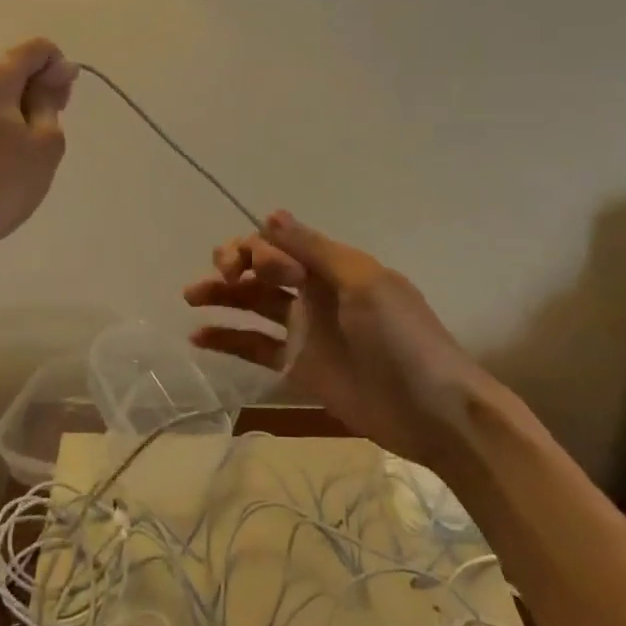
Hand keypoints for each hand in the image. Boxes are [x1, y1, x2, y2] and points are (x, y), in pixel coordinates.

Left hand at [0, 38, 76, 267]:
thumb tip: (58, 71)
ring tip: (13, 151)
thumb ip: (51, 98)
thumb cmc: (1, 186)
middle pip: (7, 67)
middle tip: (44, 132)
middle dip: (31, 89)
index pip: (37, 48)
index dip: (58, 69)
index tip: (62, 104)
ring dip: (5, 108)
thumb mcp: (45, 143)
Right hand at [184, 211, 490, 466]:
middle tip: (217, 279)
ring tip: (190, 298)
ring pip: (253, 304)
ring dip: (222, 296)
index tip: (246, 267)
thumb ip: (314, 250)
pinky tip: (199, 337)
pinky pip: (256, 346)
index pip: (280, 243)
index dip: (255, 248)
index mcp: (332, 266)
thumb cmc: (402, 337)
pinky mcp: (299, 367)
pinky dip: (228, 339)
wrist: (434, 411)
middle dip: (233, 265)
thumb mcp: (363, 283)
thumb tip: (269, 215)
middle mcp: (314, 292)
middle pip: (262, 269)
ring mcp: (305, 330)